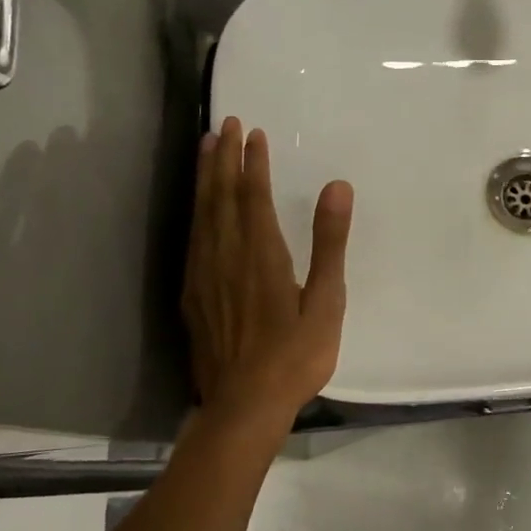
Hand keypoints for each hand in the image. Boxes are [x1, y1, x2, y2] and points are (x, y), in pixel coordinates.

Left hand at [184, 118, 352, 422]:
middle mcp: (226, 256)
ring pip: (201, 214)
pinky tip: (198, 208)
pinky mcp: (193, 295)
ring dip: (204, 178)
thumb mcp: (327, 301)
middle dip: (223, 157)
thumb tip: (337, 187)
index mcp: (262, 254)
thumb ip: (330, 242)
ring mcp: (204, 276)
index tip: (254, 132)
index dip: (253, 162)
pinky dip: (195, 212)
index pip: (253, 195)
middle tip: (225, 124)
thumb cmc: (295, 356)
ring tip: (205, 148)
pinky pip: (192, 239)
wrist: (244, 406)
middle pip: (221, 196)